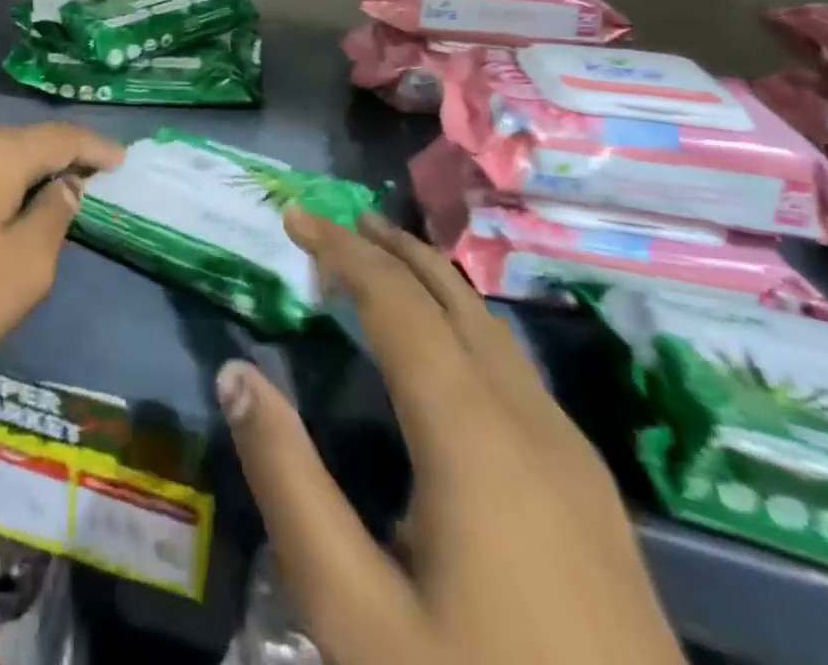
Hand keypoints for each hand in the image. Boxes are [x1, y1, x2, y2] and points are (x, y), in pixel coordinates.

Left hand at [0, 124, 125, 418]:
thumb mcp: (21, 271)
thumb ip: (52, 220)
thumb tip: (65, 186)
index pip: (60, 137)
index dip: (95, 147)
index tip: (123, 160)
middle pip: (22, 143)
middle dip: (58, 157)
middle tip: (89, 177)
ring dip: (22, 175)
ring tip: (46, 195)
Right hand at [217, 209, 682, 664]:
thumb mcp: (355, 613)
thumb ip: (289, 481)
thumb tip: (236, 373)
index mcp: (473, 434)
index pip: (396, 302)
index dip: (342, 249)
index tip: (294, 215)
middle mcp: (529, 422)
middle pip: (453, 298)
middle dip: (390, 248)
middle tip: (336, 219)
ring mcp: (573, 458)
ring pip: (492, 330)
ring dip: (430, 282)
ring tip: (381, 262)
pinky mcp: (591, 495)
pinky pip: (515, 368)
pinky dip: (463, 325)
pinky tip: (446, 352)